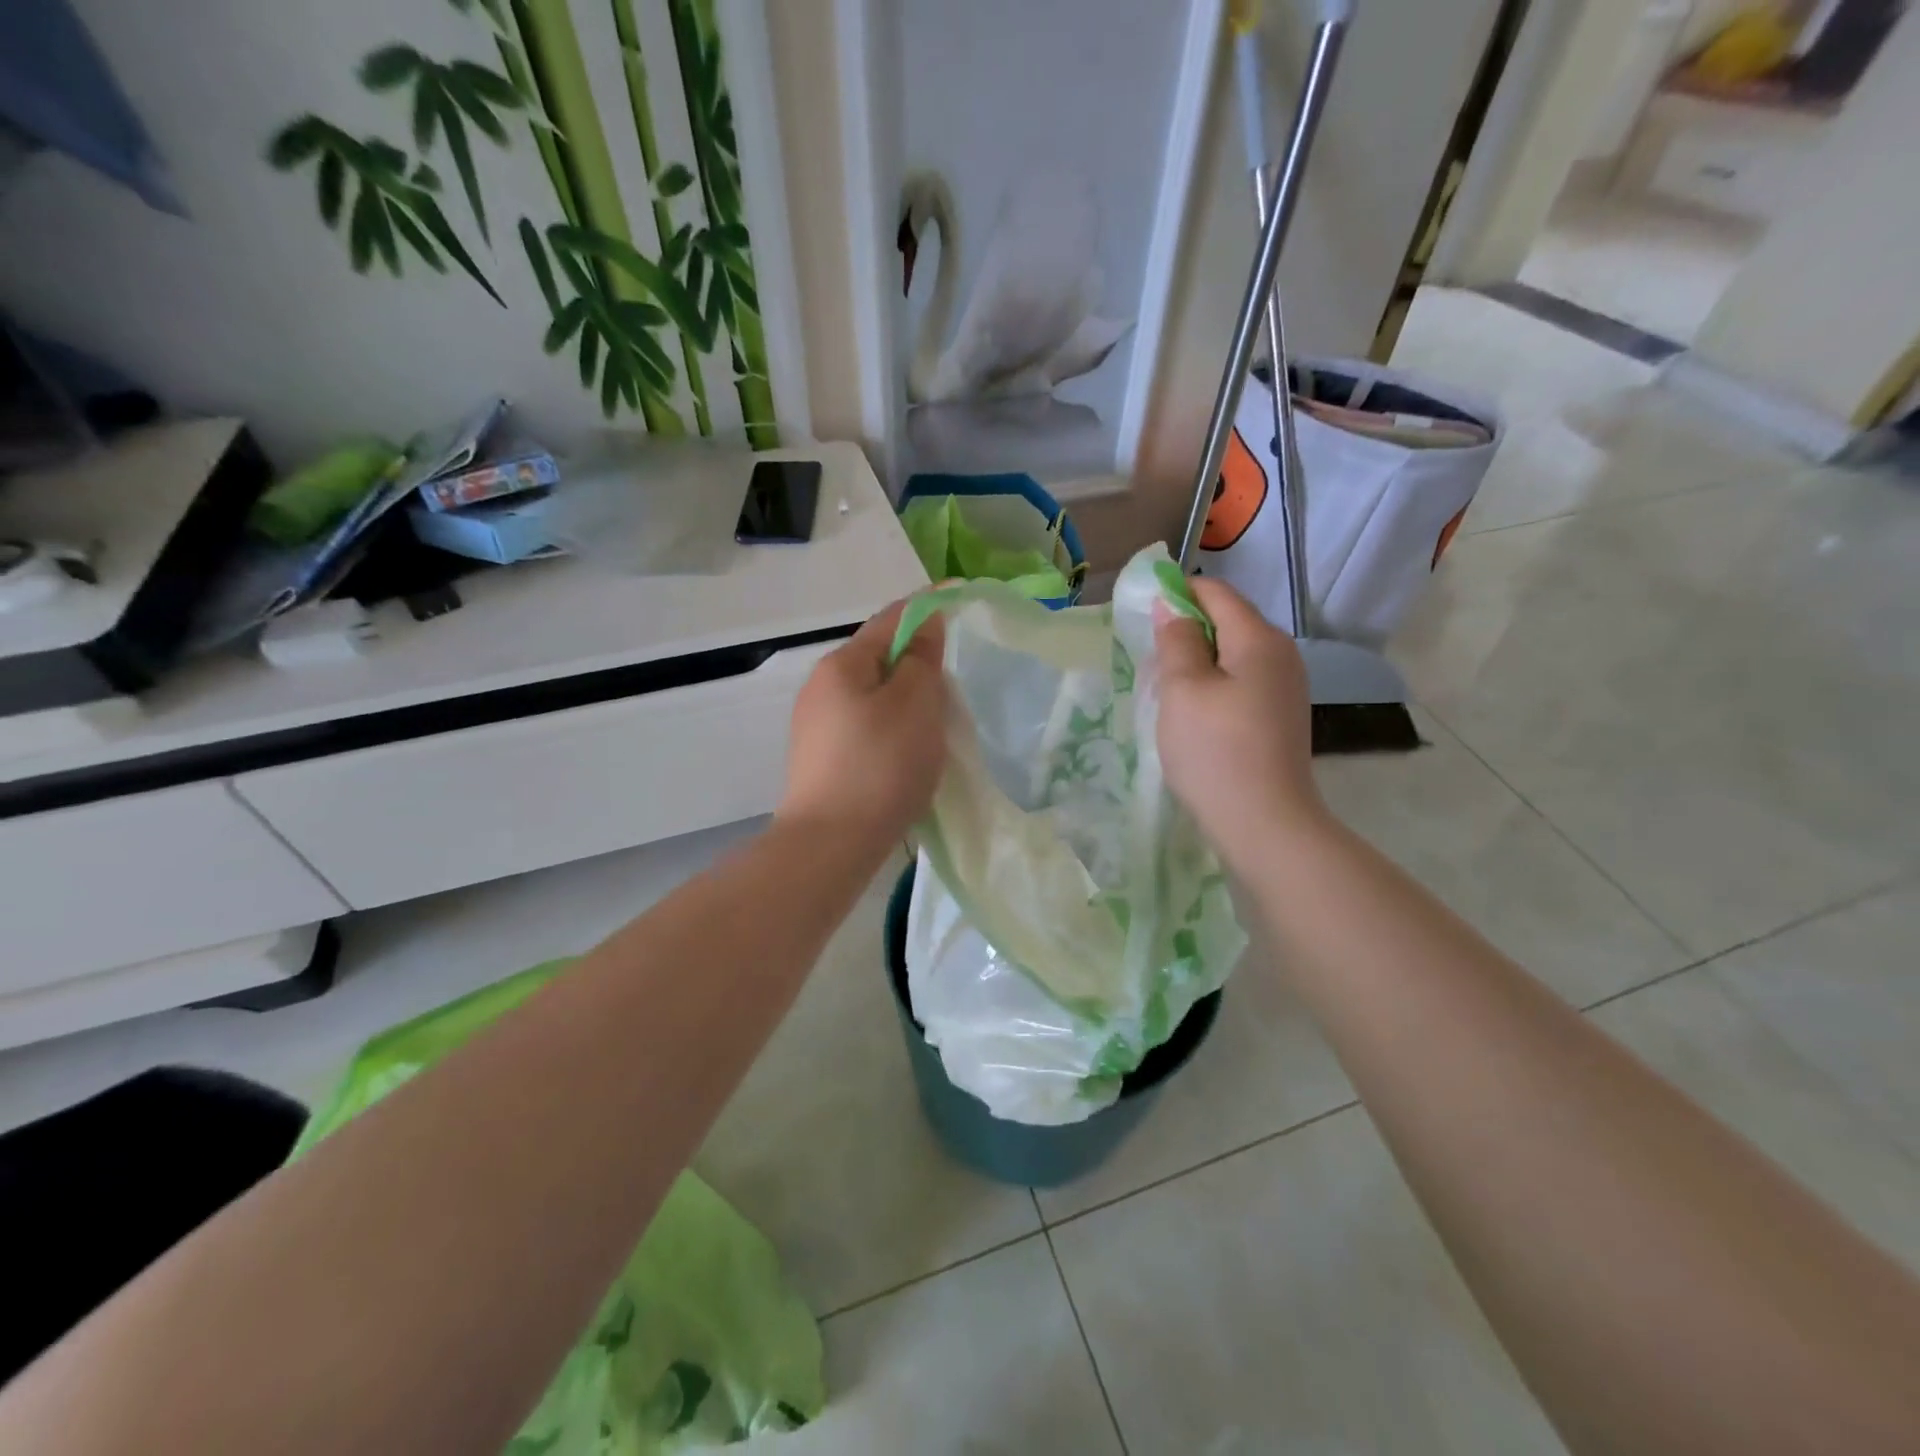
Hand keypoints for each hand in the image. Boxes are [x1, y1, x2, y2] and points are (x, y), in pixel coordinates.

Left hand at [777, 598, 947, 847]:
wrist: (830, 845)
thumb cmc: (881, 766)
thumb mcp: (915, 704)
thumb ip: (923, 658)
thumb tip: (925, 622)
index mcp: (842, 665)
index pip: (891, 619)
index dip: (928, 607)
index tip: (960, 598)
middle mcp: (820, 687)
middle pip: (879, 659)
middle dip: (918, 661)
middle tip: (954, 680)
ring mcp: (815, 726)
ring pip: (872, 696)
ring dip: (905, 699)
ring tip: (936, 722)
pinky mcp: (820, 760)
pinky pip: (864, 727)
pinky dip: (891, 728)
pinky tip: (907, 753)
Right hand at [1154, 577, 1325, 869]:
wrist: (1265, 824)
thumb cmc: (1215, 750)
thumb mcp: (1183, 689)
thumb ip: (1176, 641)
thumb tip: (1171, 605)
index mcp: (1258, 638)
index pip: (1216, 592)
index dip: (1177, 593)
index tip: (1141, 615)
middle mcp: (1281, 653)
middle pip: (1228, 621)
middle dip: (1186, 630)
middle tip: (1149, 660)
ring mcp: (1286, 687)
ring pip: (1233, 654)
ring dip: (1197, 661)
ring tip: (1166, 690)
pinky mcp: (1281, 716)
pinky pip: (1242, 682)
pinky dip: (1214, 685)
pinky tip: (1194, 714)